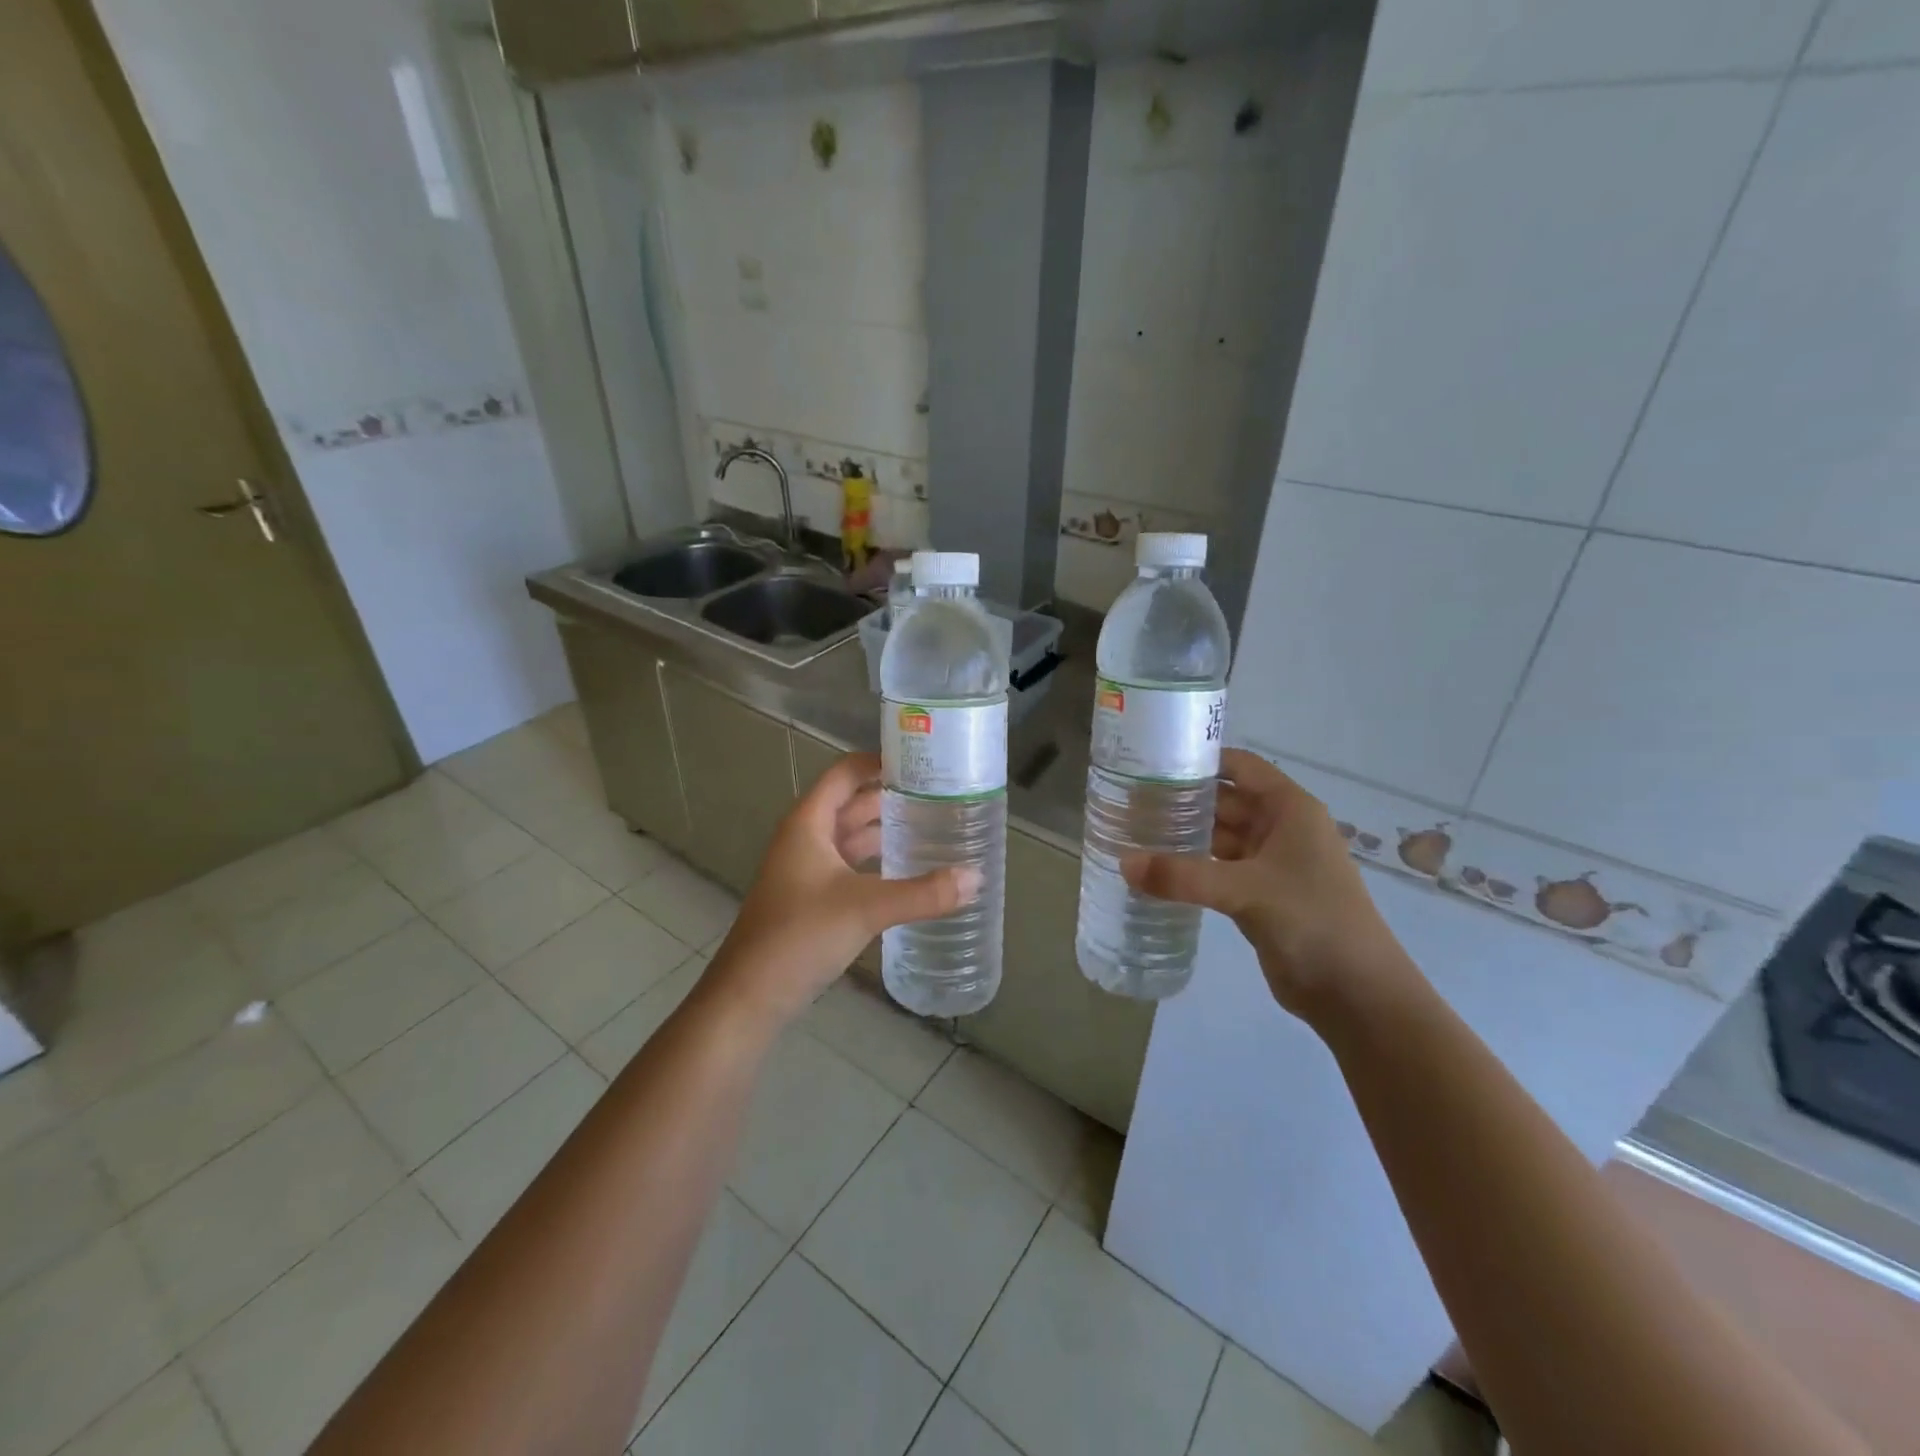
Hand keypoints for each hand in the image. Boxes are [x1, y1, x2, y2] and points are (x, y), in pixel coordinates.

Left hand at [709, 752, 979, 1025]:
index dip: (880, 760)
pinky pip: (852, 866)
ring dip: (886, 829)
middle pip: (852, 803)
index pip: (846, 773)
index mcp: (808, 823)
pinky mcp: (814, 898)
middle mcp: (806, 838)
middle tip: (942, 794)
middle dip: (892, 796)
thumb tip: (975, 877)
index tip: (923, 760)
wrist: (748, 997)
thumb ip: (923, 893)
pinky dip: (878, 861)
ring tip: (933, 826)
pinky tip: (909, 869)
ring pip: (852, 837)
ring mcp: (808, 869)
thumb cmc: (799, 936)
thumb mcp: (865, 909)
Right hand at [1122, 748, 1412, 1018]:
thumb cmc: (1313, 921)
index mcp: (1289, 809)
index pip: (1241, 766)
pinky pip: (1217, 870)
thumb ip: (1183, 876)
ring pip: (1218, 838)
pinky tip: (1155, 871)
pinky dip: (1190, 868)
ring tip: (1133, 832)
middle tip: (1129, 802)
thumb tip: (1123, 863)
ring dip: (1183, 836)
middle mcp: (1279, 829)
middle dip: (1182, 800)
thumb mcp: (1246, 891)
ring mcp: (1269, 864)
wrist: (1356, 994)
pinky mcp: (1258, 896)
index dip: (1201, 760)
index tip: (1152, 762)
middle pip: (1224, 801)